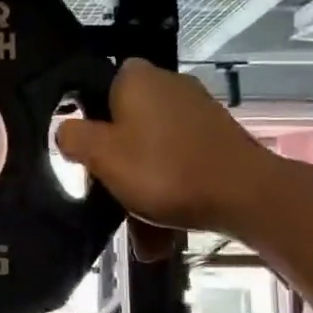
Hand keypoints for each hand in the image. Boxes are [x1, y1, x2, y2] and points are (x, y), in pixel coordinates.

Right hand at [55, 59, 290, 235]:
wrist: (246, 195)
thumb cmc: (163, 170)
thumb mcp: (101, 155)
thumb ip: (73, 137)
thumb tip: (66, 130)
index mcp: (136, 78)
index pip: (97, 86)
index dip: (88, 119)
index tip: (86, 153)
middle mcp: (168, 84)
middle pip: (125, 123)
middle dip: (117, 165)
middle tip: (110, 196)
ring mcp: (197, 111)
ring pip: (152, 150)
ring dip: (142, 188)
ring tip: (141, 235)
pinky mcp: (217, 137)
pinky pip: (179, 162)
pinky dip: (170, 190)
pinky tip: (165, 232)